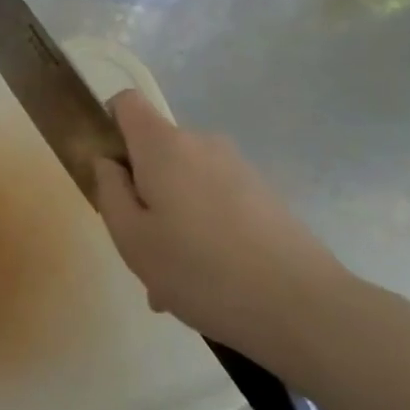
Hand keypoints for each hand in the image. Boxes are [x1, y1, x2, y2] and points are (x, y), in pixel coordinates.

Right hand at [93, 90, 352, 374]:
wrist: (301, 306)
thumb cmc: (199, 269)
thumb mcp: (131, 237)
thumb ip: (109, 190)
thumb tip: (108, 163)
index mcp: (163, 145)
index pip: (126, 103)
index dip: (108, 126)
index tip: (109, 172)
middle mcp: (202, 143)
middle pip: (156, 151)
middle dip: (141, 190)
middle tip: (140, 247)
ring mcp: (238, 168)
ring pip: (185, 183)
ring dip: (172, 219)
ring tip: (174, 280)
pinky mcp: (264, 195)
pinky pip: (215, 202)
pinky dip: (203, 230)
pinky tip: (207, 283)